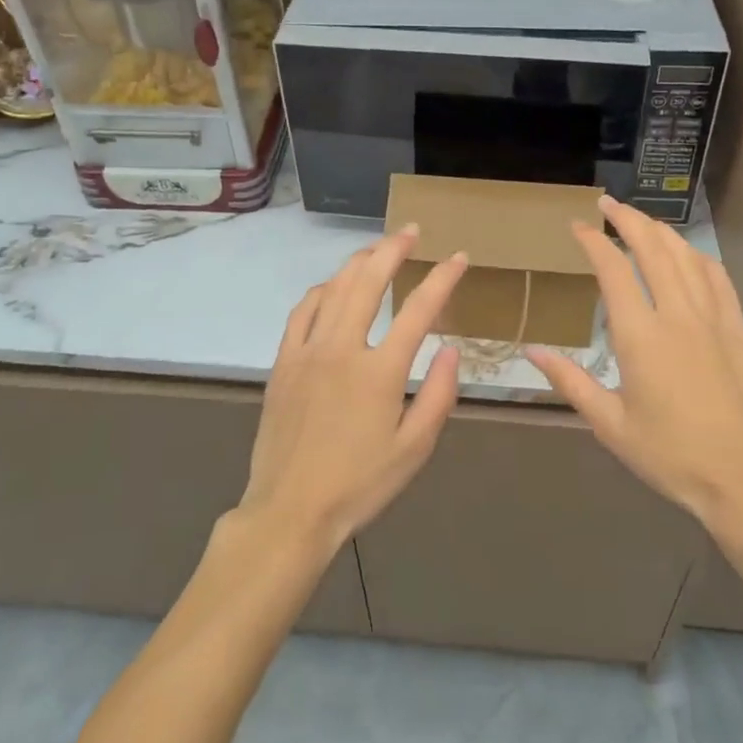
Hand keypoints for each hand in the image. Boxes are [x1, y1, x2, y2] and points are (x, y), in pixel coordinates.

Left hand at [237, 225, 467, 555]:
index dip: (442, 278)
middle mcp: (343, 348)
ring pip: (334, 288)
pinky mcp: (283, 361)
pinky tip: (332, 286)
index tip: (458, 257)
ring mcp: (308, 351)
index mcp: (379, 372)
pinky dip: (321, 290)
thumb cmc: (359, 485)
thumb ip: (437, 395)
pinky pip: (302, 311)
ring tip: (377, 248)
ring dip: (358, 261)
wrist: (289, 511)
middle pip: (369, 281)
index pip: (419, 309)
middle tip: (410, 231)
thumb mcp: (413, 450)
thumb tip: (450, 349)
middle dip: (393, 249)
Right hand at [526, 196, 742, 532]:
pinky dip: (697, 255)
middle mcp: (677, 315)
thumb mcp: (610, 424)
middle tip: (607, 205)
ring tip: (640, 221)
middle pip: (652, 248)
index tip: (578, 227)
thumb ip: (570, 382)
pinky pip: (717, 277)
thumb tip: (531, 351)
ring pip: (685, 256)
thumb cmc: (670, 456)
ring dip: (660, 231)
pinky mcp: (737, 329)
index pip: (613, 269)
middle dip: (627, 219)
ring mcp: (712, 318)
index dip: (593, 241)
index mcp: (641, 336)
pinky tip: (687, 253)